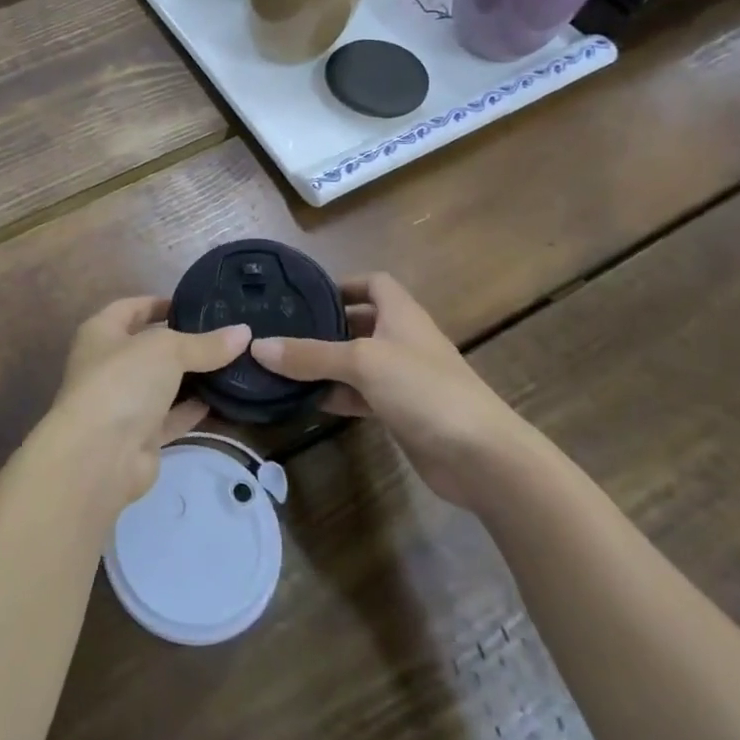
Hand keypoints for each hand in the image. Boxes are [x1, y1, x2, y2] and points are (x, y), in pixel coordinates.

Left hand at [48, 297, 249, 514]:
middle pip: (150, 348)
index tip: (194, 303)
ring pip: (162, 384)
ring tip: (232, 363)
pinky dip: (192, 409)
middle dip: (183, 342)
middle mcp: (108, 365)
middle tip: (224, 334)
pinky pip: (170, 417)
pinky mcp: (139, 437)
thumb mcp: (168, 350)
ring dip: (192, 377)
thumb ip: (205, 344)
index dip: (160, 303)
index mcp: (101, 333)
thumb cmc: (123, 381)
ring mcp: (123, 403)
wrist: (100, 455)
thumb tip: (244, 332)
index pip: (131, 308)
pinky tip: (222, 399)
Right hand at [251, 272, 528, 507]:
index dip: (342, 284)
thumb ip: (310, 355)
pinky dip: (337, 395)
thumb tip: (258, 346)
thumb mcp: (362, 363)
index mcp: (400, 314)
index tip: (306, 295)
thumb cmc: (424, 389)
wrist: (481, 456)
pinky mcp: (401, 411)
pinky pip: (361, 395)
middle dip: (325, 326)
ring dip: (326, 365)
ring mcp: (403, 378)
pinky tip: (308, 402)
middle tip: (282, 331)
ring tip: (283, 366)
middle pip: (359, 323)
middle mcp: (402, 339)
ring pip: (356, 362)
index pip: (372, 283)